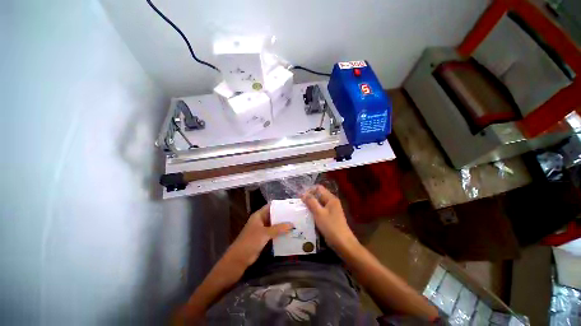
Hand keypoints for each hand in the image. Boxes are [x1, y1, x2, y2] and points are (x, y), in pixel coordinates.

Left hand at [225, 204, 293, 268]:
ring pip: (274, 225)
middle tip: (295, 215)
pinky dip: (280, 233)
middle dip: (283, 216)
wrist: (239, 259)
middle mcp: (261, 220)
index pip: (270, 206)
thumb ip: (278, 228)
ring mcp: (262, 229)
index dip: (280, 205)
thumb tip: (292, 224)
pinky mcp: (263, 238)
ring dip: (282, 225)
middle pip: (273, 215)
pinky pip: (273, 233)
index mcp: (259, 215)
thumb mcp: (265, 233)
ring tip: (295, 223)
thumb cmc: (250, 241)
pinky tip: (289, 233)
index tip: (291, 205)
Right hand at [301, 185, 356, 249]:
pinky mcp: (330, 217)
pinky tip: (308, 216)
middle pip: (318, 195)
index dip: (309, 190)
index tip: (301, 197)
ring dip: (311, 205)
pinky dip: (314, 212)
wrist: (343, 243)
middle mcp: (331, 202)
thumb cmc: (331, 226)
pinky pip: (320, 210)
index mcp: (331, 198)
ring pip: (319, 203)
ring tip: (302, 210)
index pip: (318, 188)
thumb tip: (303, 193)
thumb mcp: (319, 213)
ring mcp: (331, 210)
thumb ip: (311, 202)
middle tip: (300, 204)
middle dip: (309, 198)